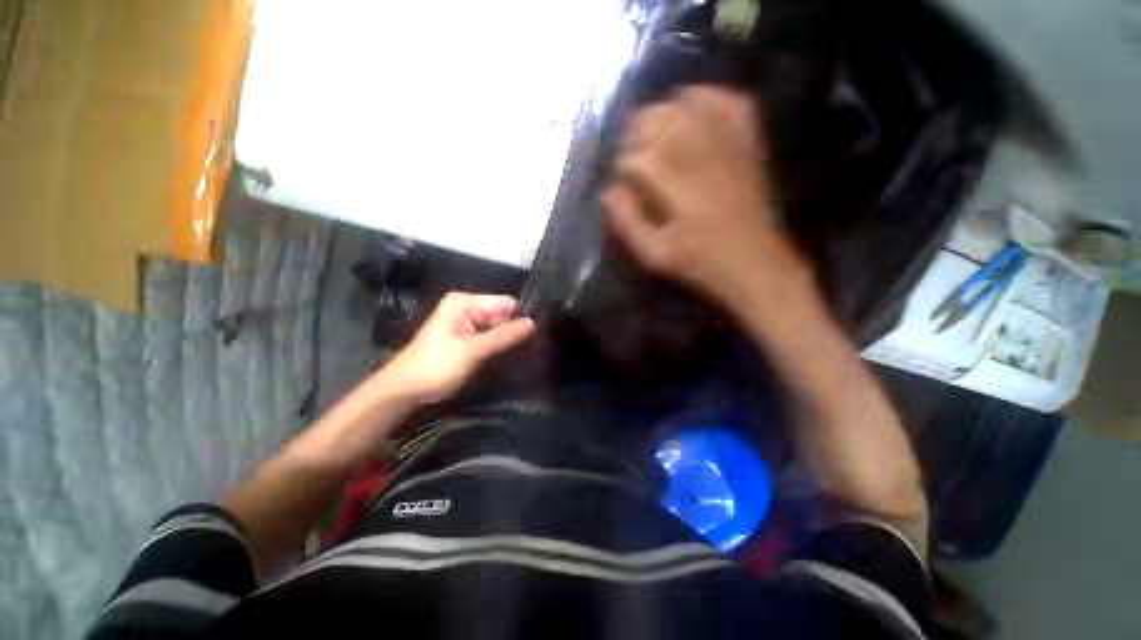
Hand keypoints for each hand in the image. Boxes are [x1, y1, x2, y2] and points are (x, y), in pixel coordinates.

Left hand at [380, 293, 535, 403]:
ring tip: (526, 352)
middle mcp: (467, 308)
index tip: (538, 333)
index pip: (505, 303)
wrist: (405, 391)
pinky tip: (512, 355)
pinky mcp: (468, 338)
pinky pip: (491, 337)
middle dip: (516, 329)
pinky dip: (500, 346)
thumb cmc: (436, 366)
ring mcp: (467, 323)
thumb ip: (504, 336)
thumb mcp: (473, 351)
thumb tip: (533, 323)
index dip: (521, 317)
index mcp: (465, 302)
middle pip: (502, 314)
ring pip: (498, 327)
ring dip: (509, 339)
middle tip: (534, 346)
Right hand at [602, 86, 807, 302]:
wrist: (752, 259)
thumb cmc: (698, 261)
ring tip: (651, 129)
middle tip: (631, 150)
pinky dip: (707, 95)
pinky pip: (729, 102)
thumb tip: (608, 191)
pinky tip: (691, 103)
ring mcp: (729, 145)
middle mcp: (702, 157)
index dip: (623, 163)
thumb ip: (627, 222)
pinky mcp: (748, 142)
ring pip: (689, 106)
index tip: (621, 178)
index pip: (639, 157)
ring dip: (663, 112)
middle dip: (637, 131)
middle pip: (661, 121)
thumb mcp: (654, 253)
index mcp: (678, 188)